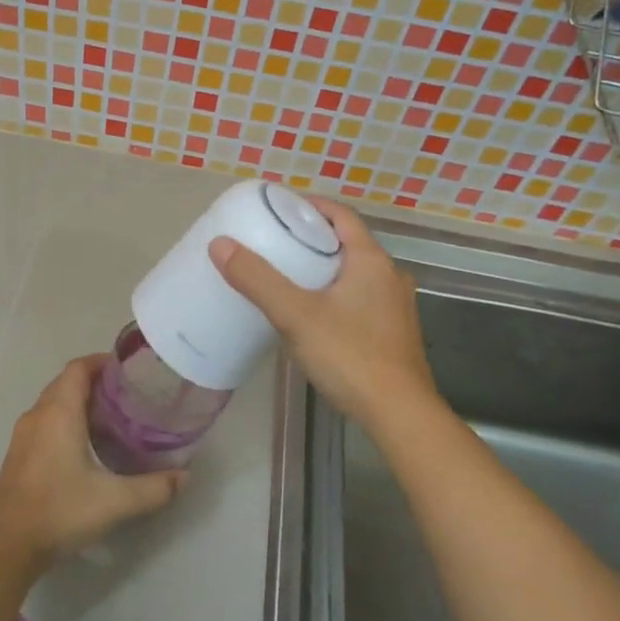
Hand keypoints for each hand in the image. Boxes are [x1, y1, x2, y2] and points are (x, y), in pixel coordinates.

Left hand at [0, 354, 186, 570]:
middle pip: (66, 382)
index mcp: (59, 413)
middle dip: (96, 382)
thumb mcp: (116, 501)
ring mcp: (24, 435)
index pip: (78, 368)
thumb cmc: (60, 511)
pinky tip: (86, 445)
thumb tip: (186, 477)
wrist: (7, 546)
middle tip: (128, 394)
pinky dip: (66, 420)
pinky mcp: (18, 454)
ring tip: (112, 417)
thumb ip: (155, 488)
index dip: (102, 362)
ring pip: (54, 402)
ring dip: (80, 401)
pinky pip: (45, 421)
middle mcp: (38, 415)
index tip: (129, 370)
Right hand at [209, 198, 436, 427]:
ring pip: (356, 273)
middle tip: (277, 242)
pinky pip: (362, 298)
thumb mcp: (295, 315)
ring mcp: (397, 306)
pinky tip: (315, 315)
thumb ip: (258, 279)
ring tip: (290, 276)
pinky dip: (337, 293)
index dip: (311, 206)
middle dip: (314, 238)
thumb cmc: (350, 356)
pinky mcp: (394, 333)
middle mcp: (390, 276)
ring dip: (326, 268)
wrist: (400, 414)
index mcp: (371, 260)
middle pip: (349, 243)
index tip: (280, 207)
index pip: (341, 215)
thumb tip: (220, 245)